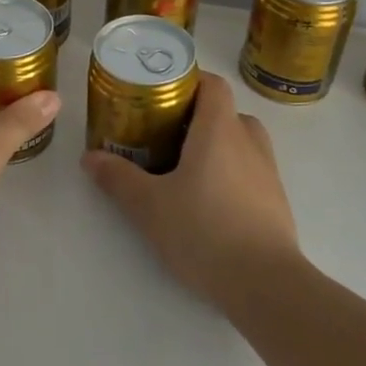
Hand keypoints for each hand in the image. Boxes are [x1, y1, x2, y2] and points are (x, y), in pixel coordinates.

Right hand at [82, 71, 302, 311]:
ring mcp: (268, 171)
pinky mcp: (276, 201)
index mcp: (220, 129)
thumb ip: (118, 178)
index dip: (189, 80)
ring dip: (215, 145)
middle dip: (196, 117)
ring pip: (240, 141)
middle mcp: (249, 141)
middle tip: (164, 134)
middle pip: (225, 112)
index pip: (212, 83)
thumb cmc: (204, 231)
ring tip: (184, 167)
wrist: (266, 284)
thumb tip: (89, 157)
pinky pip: (250, 169)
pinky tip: (207, 201)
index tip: (161, 94)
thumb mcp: (149, 205)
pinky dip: (230, 172)